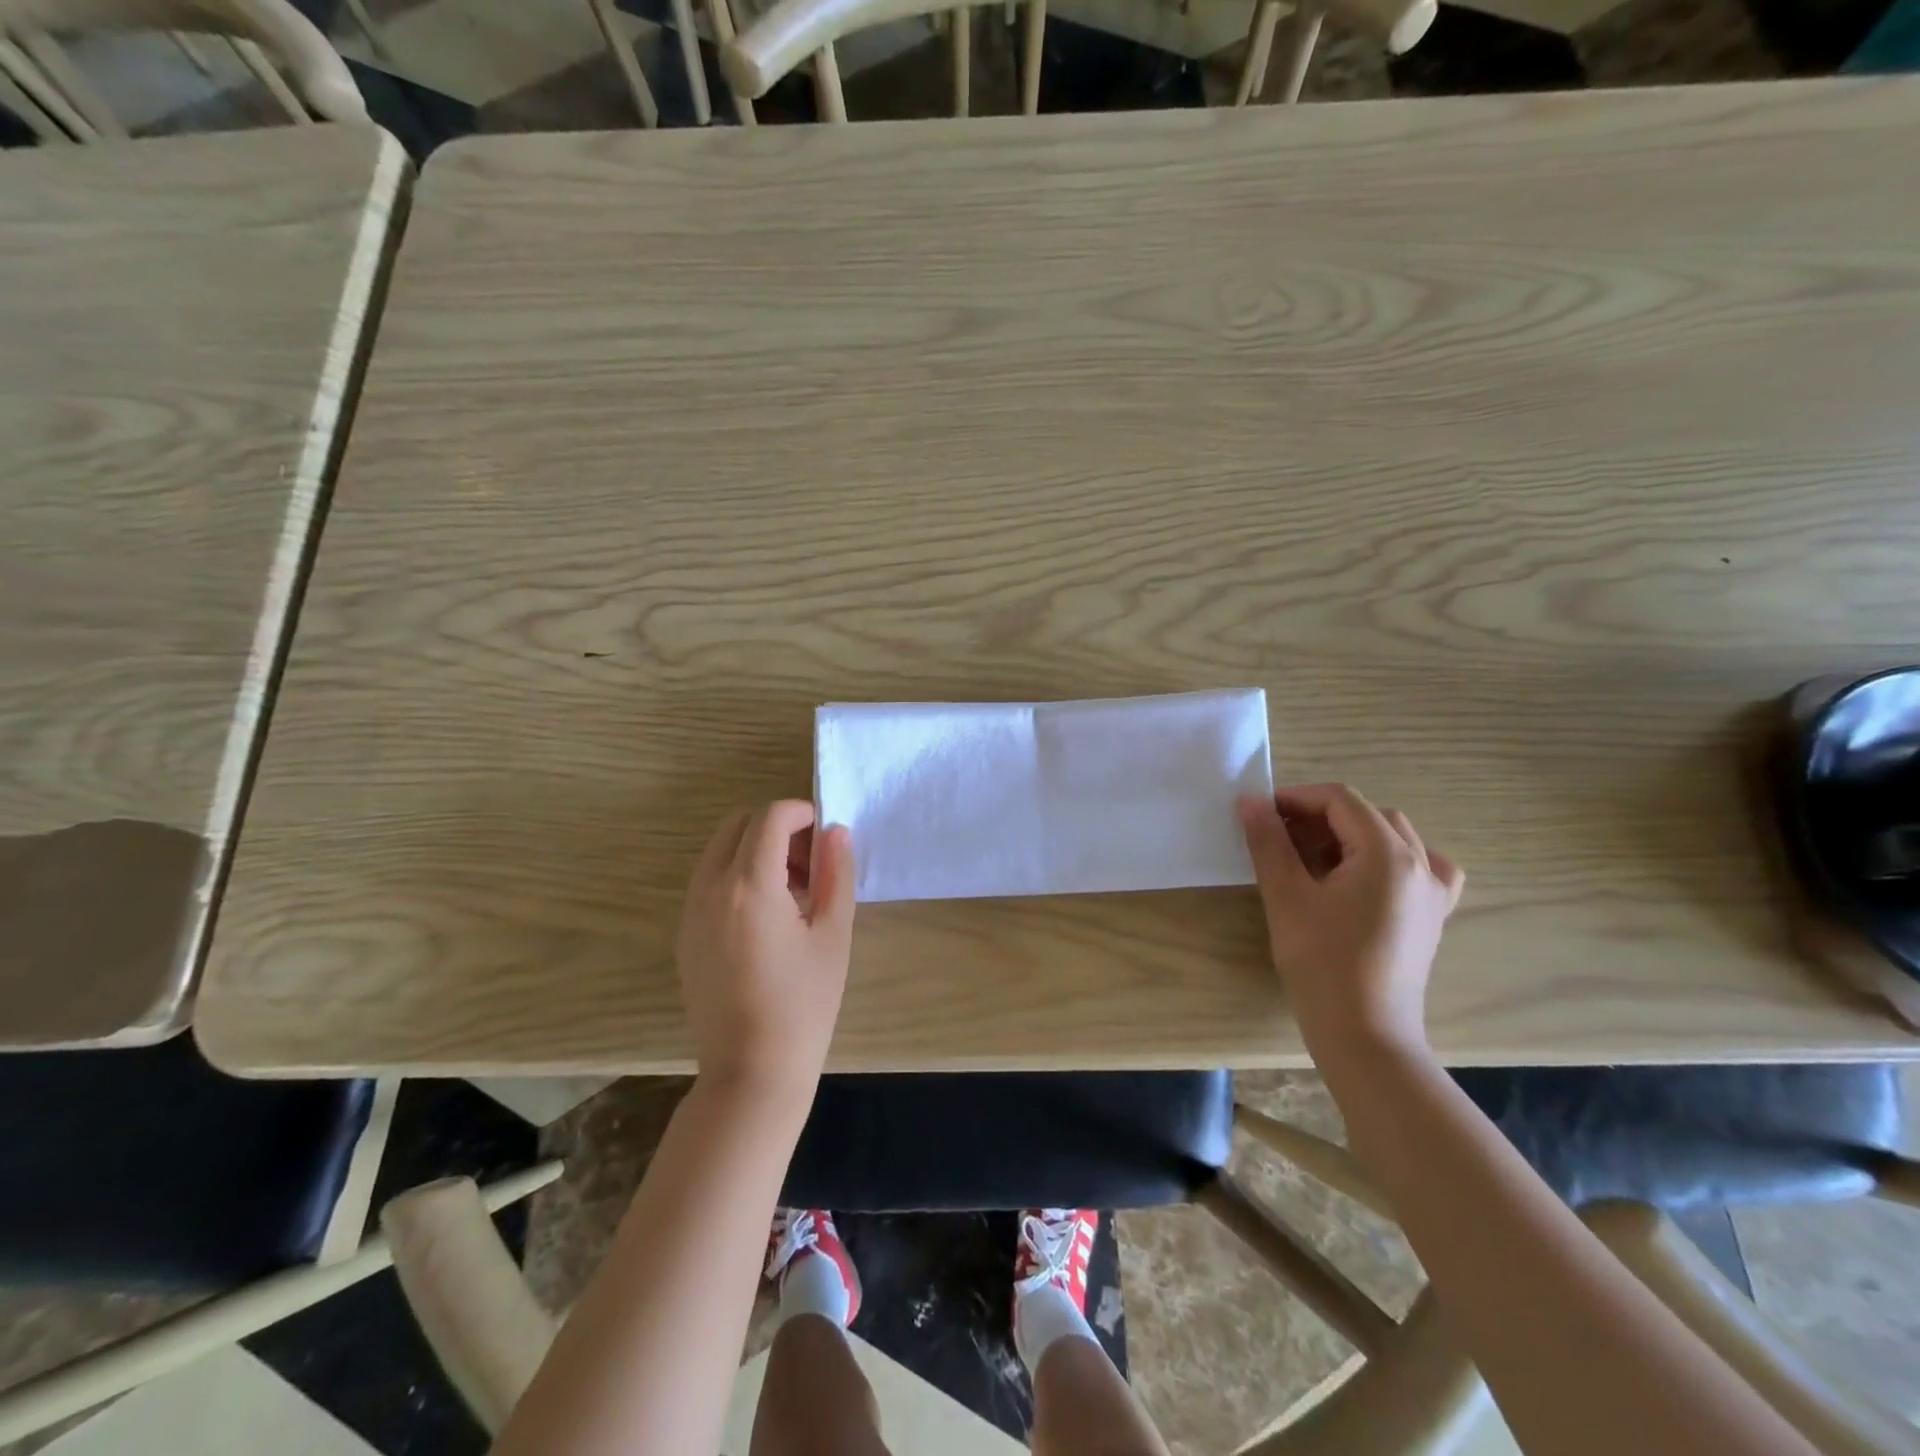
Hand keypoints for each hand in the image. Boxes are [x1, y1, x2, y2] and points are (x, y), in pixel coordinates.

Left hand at [676, 800, 855, 1099]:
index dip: (803, 813)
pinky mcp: (685, 934)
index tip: (826, 837)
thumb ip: (836, 873)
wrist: (751, 1072)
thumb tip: (835, 832)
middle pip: (739, 824)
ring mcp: (690, 911)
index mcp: (749, 885)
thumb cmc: (804, 1004)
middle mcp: (710, 888)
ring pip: (720, 850)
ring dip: (757, 850)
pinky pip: (709, 881)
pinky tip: (768, 917)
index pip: (771, 816)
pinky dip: (738, 875)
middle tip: (812, 863)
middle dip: (778, 828)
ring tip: (794, 892)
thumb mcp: (833, 935)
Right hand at [1237, 784, 1463, 1065]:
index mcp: (1387, 853)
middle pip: (1366, 815)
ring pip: (1393, 838)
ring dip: (1349, 835)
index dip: (1296, 798)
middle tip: (1278, 838)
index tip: (1260, 815)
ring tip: (1312, 858)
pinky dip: (1391, 859)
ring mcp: (1433, 892)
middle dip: (1318, 817)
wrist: (1364, 1034)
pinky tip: (1368, 875)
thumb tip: (1249, 802)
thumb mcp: (1286, 896)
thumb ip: (1268, 842)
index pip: (1340, 800)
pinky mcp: (1431, 918)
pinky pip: (1420, 868)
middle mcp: (1420, 864)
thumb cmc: (1321, 962)